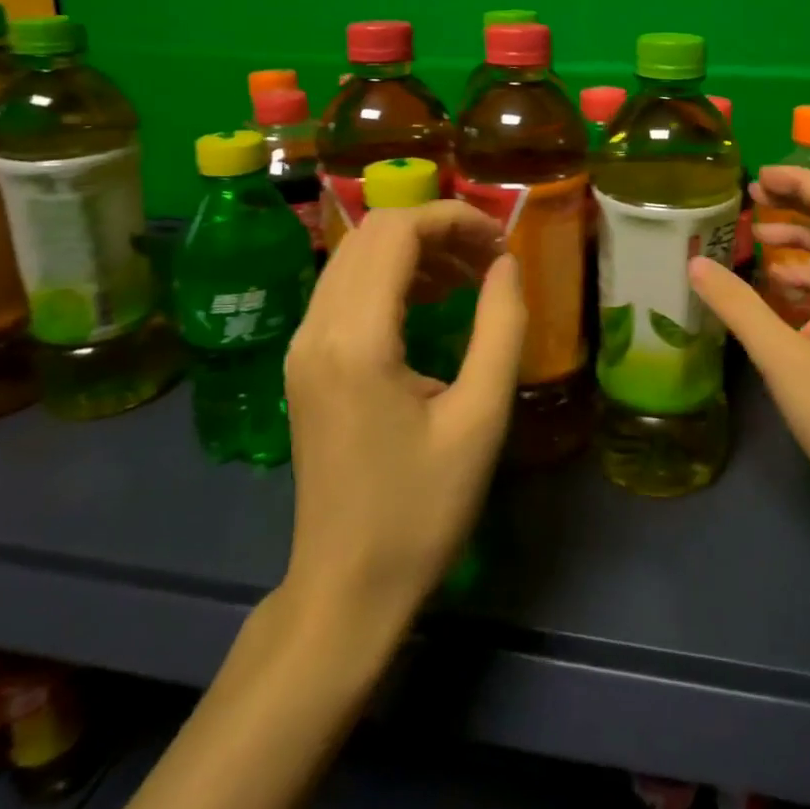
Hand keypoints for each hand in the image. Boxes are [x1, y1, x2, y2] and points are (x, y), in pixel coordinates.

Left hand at [279, 202, 525, 630]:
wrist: (345, 589)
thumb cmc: (422, 509)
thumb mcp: (481, 417)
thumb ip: (501, 327)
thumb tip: (507, 264)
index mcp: (357, 339)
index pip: (397, 231)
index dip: (455, 219)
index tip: (502, 244)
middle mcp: (317, 328)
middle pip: (372, 232)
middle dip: (437, 229)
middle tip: (490, 260)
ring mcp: (302, 345)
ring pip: (355, 255)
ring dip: (415, 249)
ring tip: (468, 277)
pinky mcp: (304, 363)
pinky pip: (345, 288)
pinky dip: (391, 276)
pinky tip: (430, 302)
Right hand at [689, 165, 809, 524]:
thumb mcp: (783, 359)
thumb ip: (738, 307)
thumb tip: (696, 262)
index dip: (800, 181)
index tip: (757, 178)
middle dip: (796, 204)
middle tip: (751, 202)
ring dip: (800, 242)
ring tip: (757, 245)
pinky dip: (808, 279)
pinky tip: (779, 298)